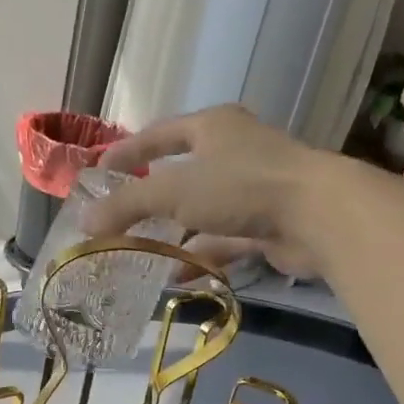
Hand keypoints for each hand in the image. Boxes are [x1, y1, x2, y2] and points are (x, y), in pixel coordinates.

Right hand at [88, 104, 332, 277]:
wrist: (318, 216)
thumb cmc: (240, 186)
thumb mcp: (172, 191)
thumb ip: (127, 205)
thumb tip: (84, 222)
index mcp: (212, 128)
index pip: (159, 134)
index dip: (128, 151)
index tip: (100, 170)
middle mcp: (234, 152)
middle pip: (181, 174)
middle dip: (150, 197)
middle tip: (119, 216)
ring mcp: (253, 190)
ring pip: (202, 211)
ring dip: (173, 232)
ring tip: (140, 252)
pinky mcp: (267, 224)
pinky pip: (223, 241)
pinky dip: (199, 256)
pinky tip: (176, 276)